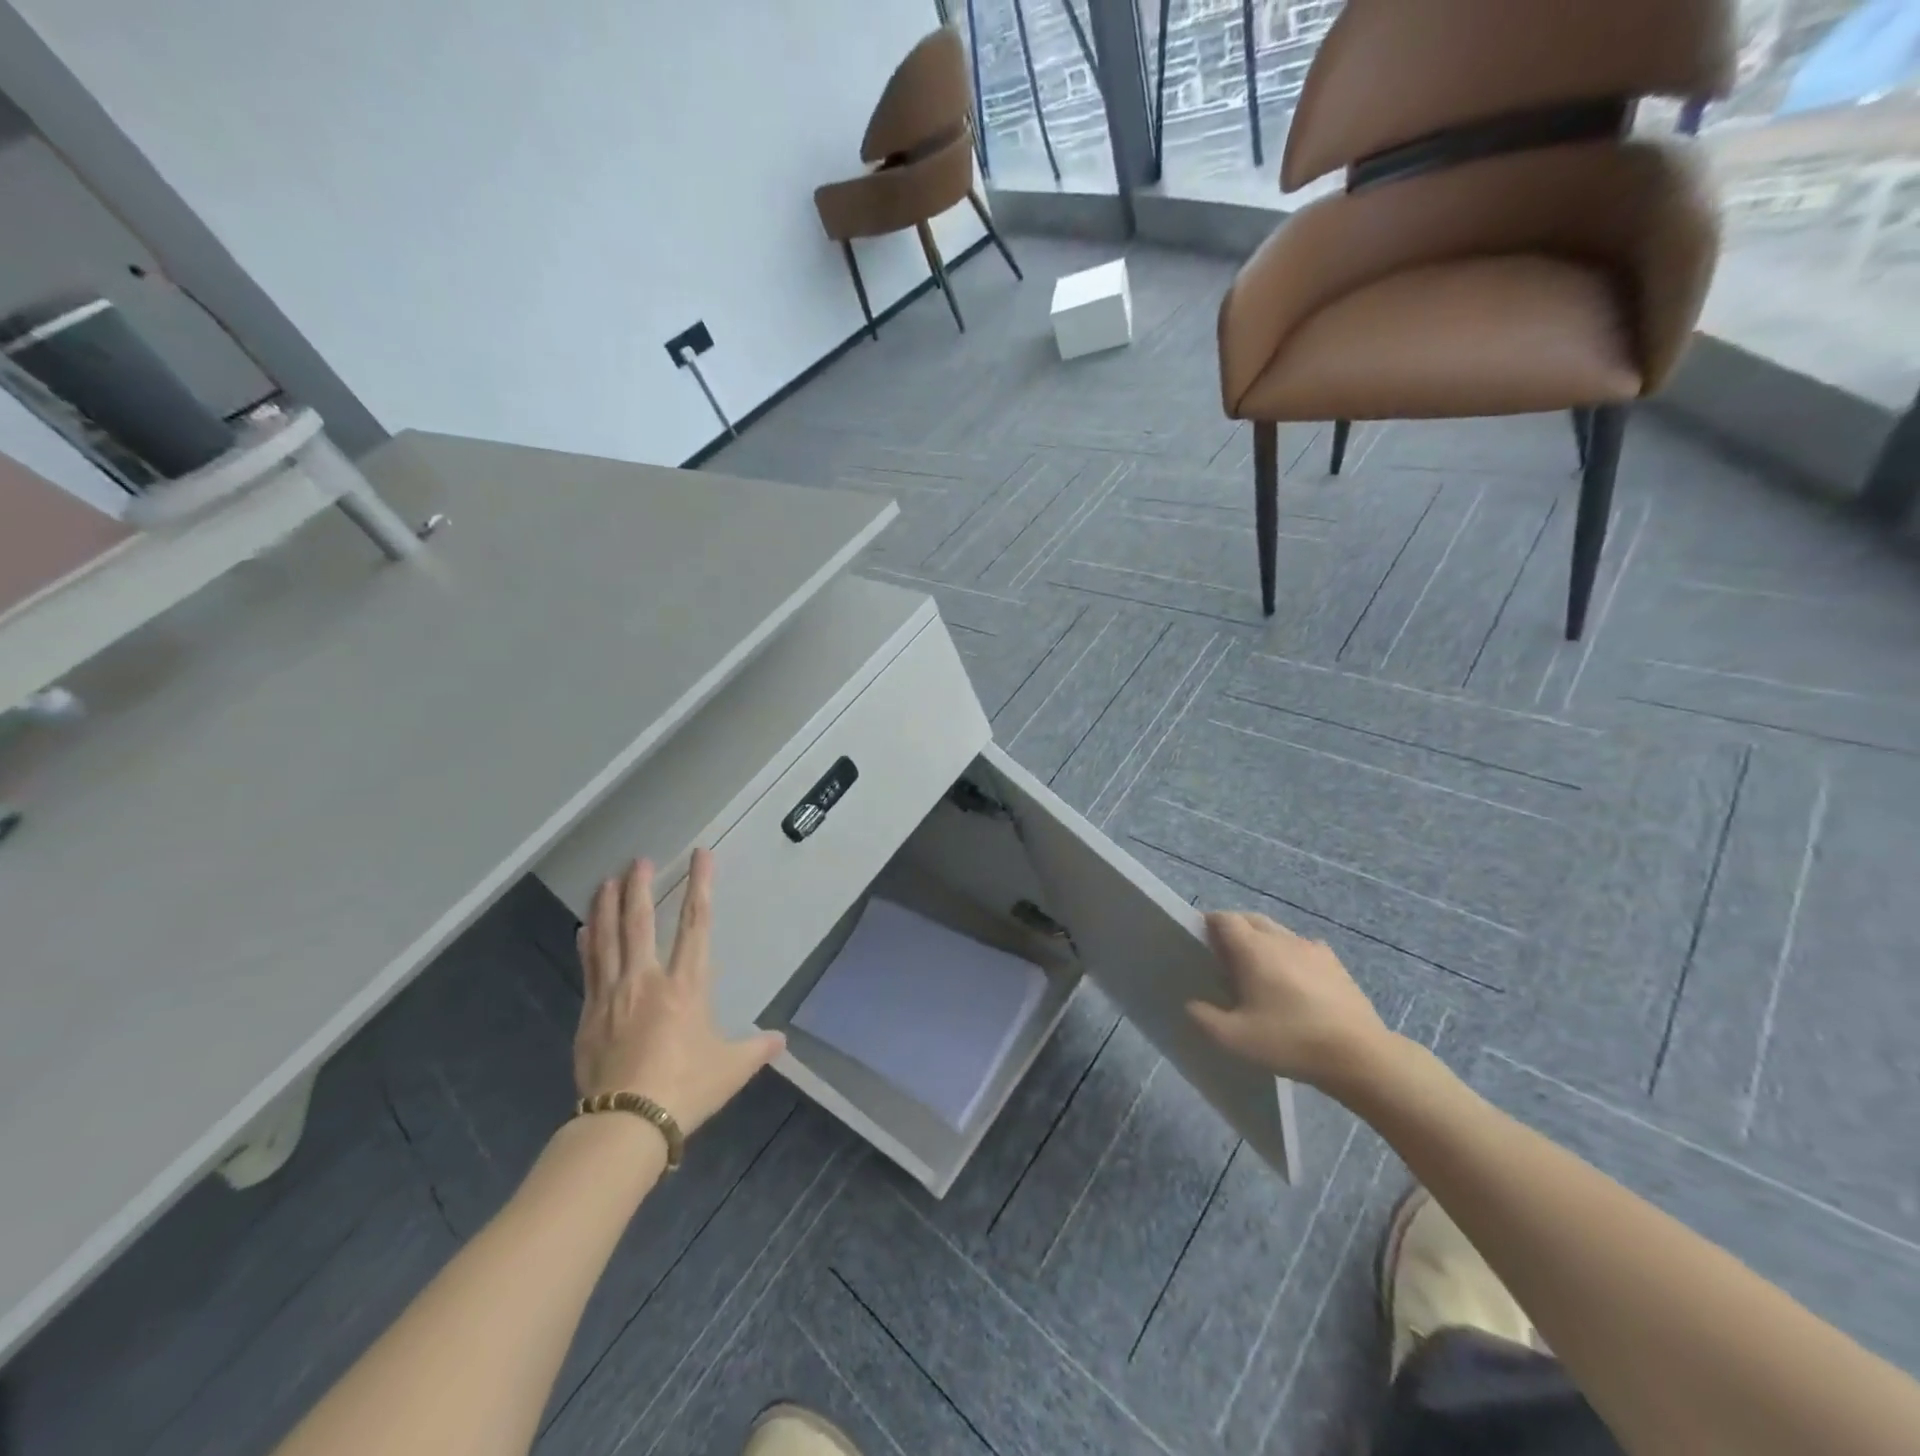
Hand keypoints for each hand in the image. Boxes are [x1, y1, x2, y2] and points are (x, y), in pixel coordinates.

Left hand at [573, 850, 784, 1134]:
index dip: (700, 886)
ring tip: (607, 880)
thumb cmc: (685, 1089)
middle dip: (640, 887)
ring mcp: (613, 995)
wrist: (626, 1124)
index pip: (696, 924)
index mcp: (686, 986)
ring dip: (608, 906)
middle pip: (640, 922)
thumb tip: (781, 1040)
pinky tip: (585, 929)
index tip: (700, 856)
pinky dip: (588, 944)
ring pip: (608, 939)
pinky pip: (589, 969)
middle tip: (639, 860)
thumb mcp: (730, 1069)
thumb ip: (756, 1050)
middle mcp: (647, 980)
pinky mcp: (590, 1015)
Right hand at [1187, 912, 1398, 1096]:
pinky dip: (1292, 956)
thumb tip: (1192, 1004)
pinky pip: (1304, 949)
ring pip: (1279, 933)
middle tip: (1225, 957)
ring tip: (1259, 971)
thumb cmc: (1290, 1040)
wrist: (1359, 1055)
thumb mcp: (1235, 1039)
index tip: (1201, 943)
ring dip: (1263, 942)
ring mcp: (1312, 949)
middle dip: (1235, 930)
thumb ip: (1205, 1018)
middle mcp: (1281, 939)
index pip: (1224, 919)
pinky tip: (1295, 982)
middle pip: (1251, 920)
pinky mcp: (1335, 965)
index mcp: (1253, 949)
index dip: (1209, 925)